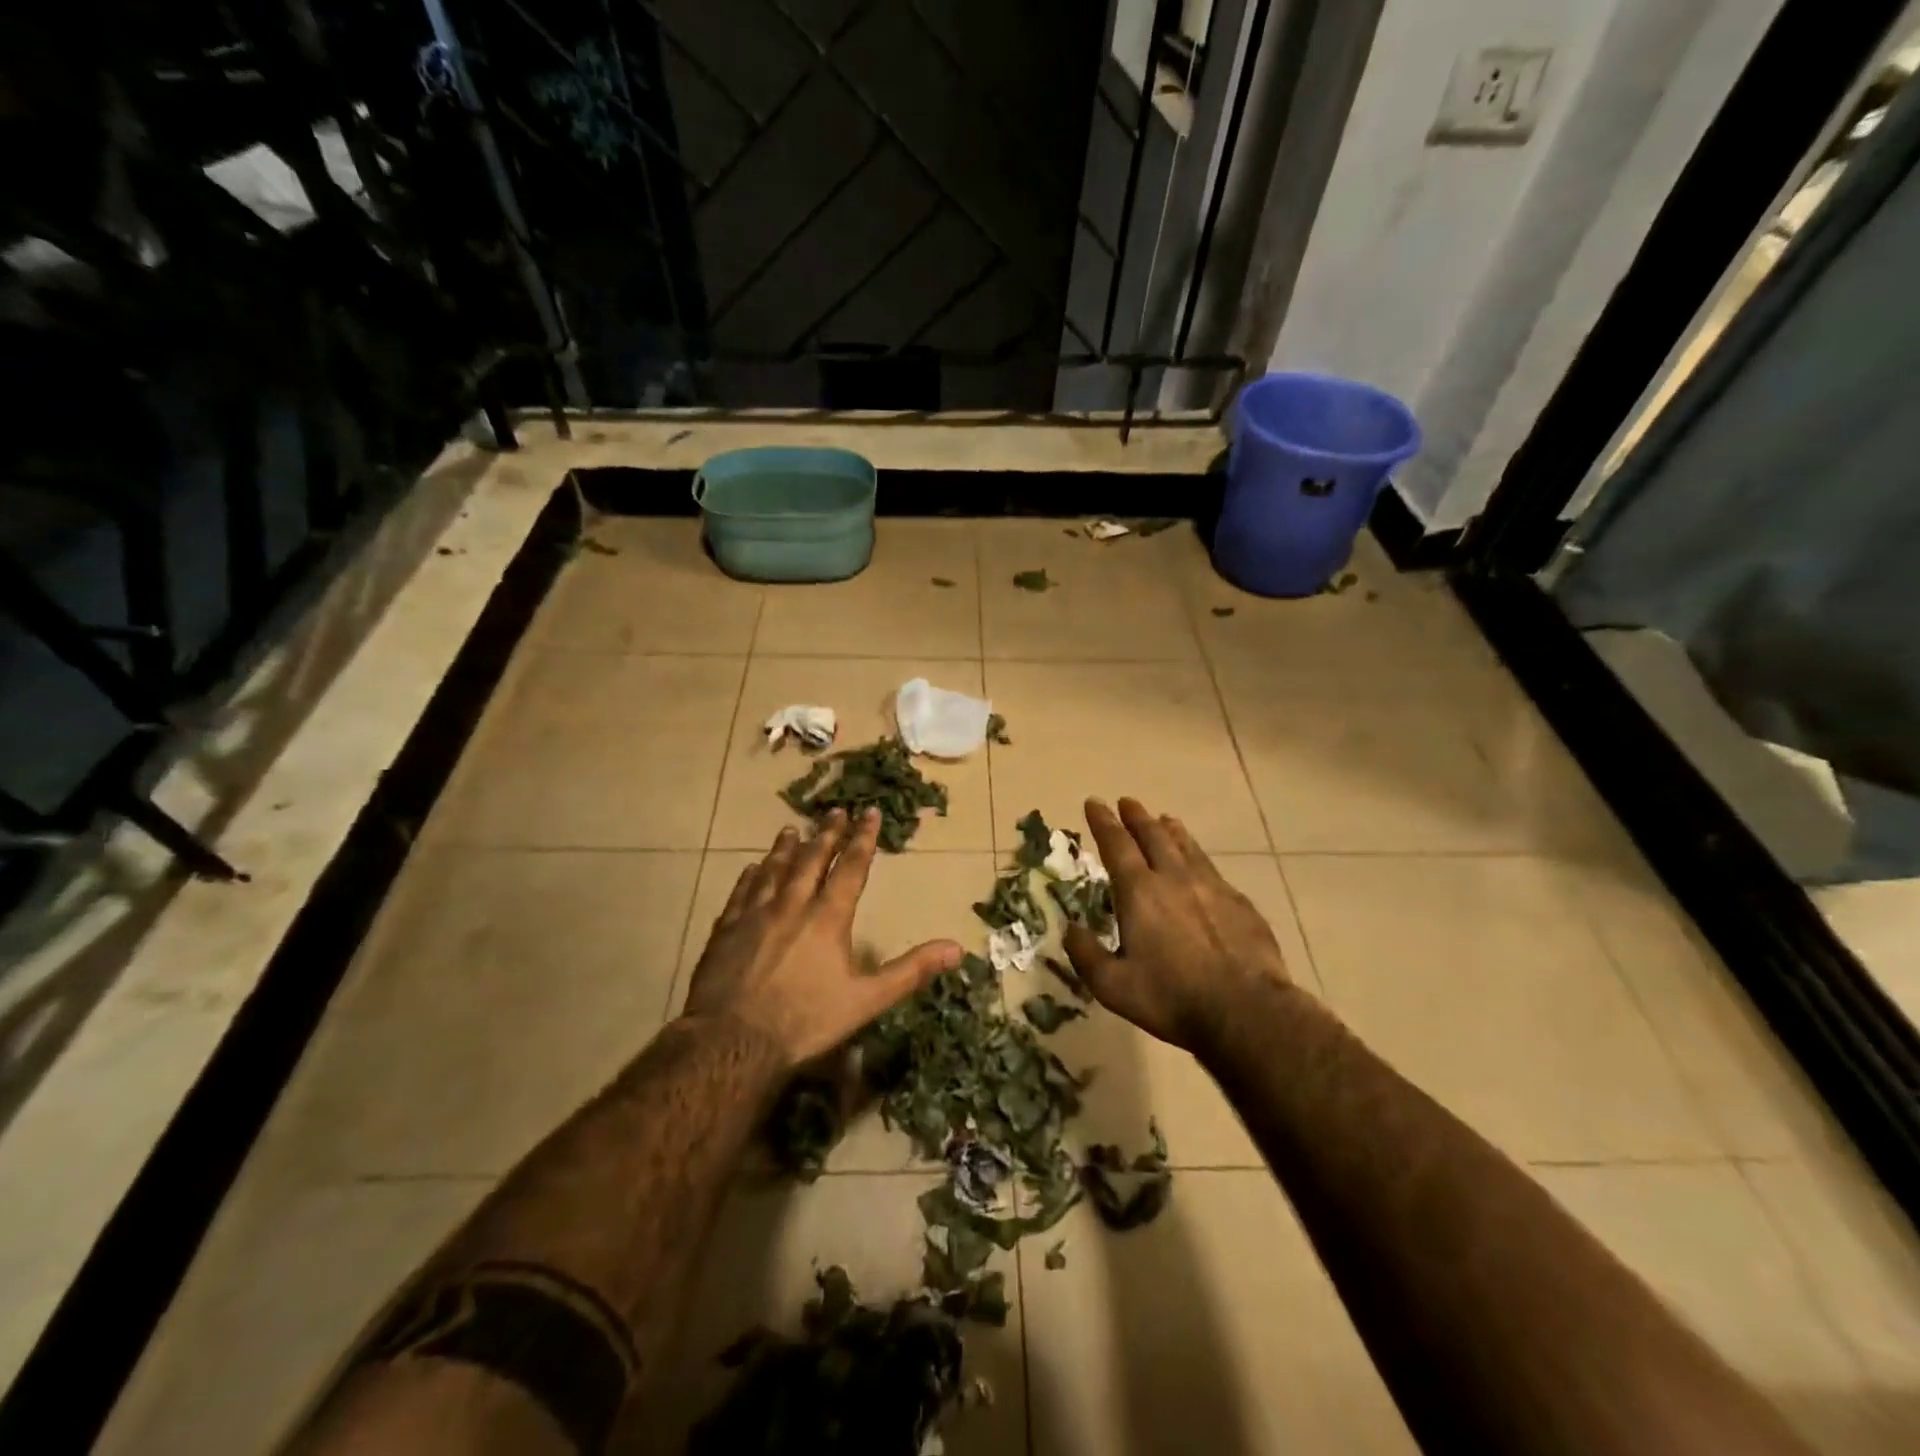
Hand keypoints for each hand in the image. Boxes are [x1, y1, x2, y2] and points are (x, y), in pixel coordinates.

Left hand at [681, 808, 962, 1069]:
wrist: (732, 1042)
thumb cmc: (805, 1022)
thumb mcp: (867, 1000)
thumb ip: (911, 971)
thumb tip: (957, 948)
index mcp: (828, 918)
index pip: (851, 868)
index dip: (863, 838)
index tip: (869, 812)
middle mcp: (792, 906)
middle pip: (812, 860)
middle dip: (826, 834)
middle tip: (834, 811)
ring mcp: (754, 915)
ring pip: (774, 870)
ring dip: (786, 848)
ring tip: (792, 829)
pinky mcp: (725, 930)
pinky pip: (741, 893)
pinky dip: (750, 877)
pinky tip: (751, 868)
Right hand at [1063, 797, 1293, 1055]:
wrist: (1247, 1010)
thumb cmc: (1172, 998)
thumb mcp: (1113, 985)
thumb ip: (1086, 954)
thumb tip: (1070, 928)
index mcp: (1139, 892)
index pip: (1116, 845)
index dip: (1103, 822)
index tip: (1094, 803)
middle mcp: (1174, 878)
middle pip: (1152, 836)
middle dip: (1136, 817)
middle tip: (1127, 802)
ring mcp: (1211, 887)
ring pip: (1186, 847)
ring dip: (1170, 830)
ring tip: (1164, 819)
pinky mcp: (1240, 903)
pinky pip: (1211, 868)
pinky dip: (1197, 854)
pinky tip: (1199, 862)